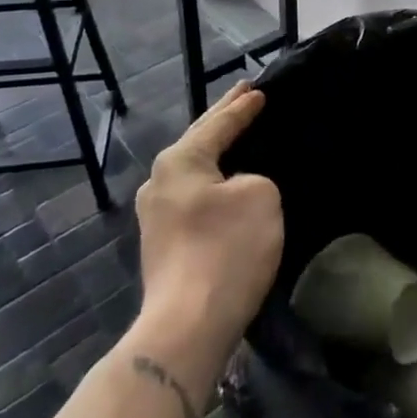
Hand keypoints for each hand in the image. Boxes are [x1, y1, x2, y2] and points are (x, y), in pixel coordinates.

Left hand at [135, 82, 282, 349]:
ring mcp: (155, 216)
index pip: (218, 122)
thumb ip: (253, 178)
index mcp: (180, 160)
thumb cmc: (226, 249)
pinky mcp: (163, 245)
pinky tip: (226, 184)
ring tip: (237, 136)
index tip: (260, 90)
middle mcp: (159, 181)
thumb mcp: (261, 196)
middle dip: (222, 119)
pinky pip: (194, 197)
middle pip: (198, 140)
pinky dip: (213, 182)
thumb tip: (236, 191)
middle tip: (243, 96)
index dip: (243, 106)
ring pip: (194, 170)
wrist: (187, 327)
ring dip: (216, 153)